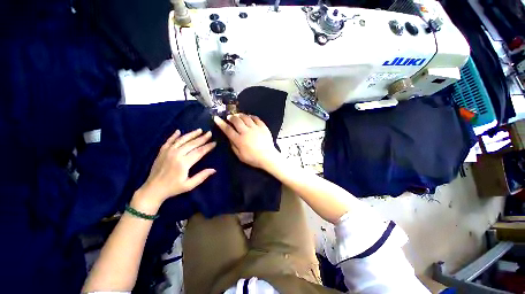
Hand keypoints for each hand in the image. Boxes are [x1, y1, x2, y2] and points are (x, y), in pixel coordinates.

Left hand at [132, 129, 216, 212]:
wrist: (153, 190)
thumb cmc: (173, 188)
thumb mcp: (189, 185)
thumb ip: (201, 176)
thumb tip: (214, 170)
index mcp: (184, 163)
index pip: (199, 152)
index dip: (208, 147)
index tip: (214, 142)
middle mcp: (176, 154)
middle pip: (192, 144)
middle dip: (202, 138)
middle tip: (210, 133)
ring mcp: (168, 152)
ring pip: (182, 140)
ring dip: (191, 134)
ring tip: (199, 130)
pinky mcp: (161, 152)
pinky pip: (169, 141)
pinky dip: (174, 135)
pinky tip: (178, 131)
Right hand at [214, 114, 280, 169]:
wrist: (268, 157)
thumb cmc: (253, 158)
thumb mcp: (240, 156)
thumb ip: (233, 146)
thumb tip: (229, 137)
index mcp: (239, 140)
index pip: (227, 129)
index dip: (221, 123)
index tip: (216, 118)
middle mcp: (246, 132)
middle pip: (236, 120)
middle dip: (231, 117)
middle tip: (229, 117)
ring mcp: (255, 128)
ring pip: (246, 117)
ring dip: (240, 115)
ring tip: (238, 115)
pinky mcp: (263, 127)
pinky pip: (256, 118)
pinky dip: (251, 116)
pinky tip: (249, 117)